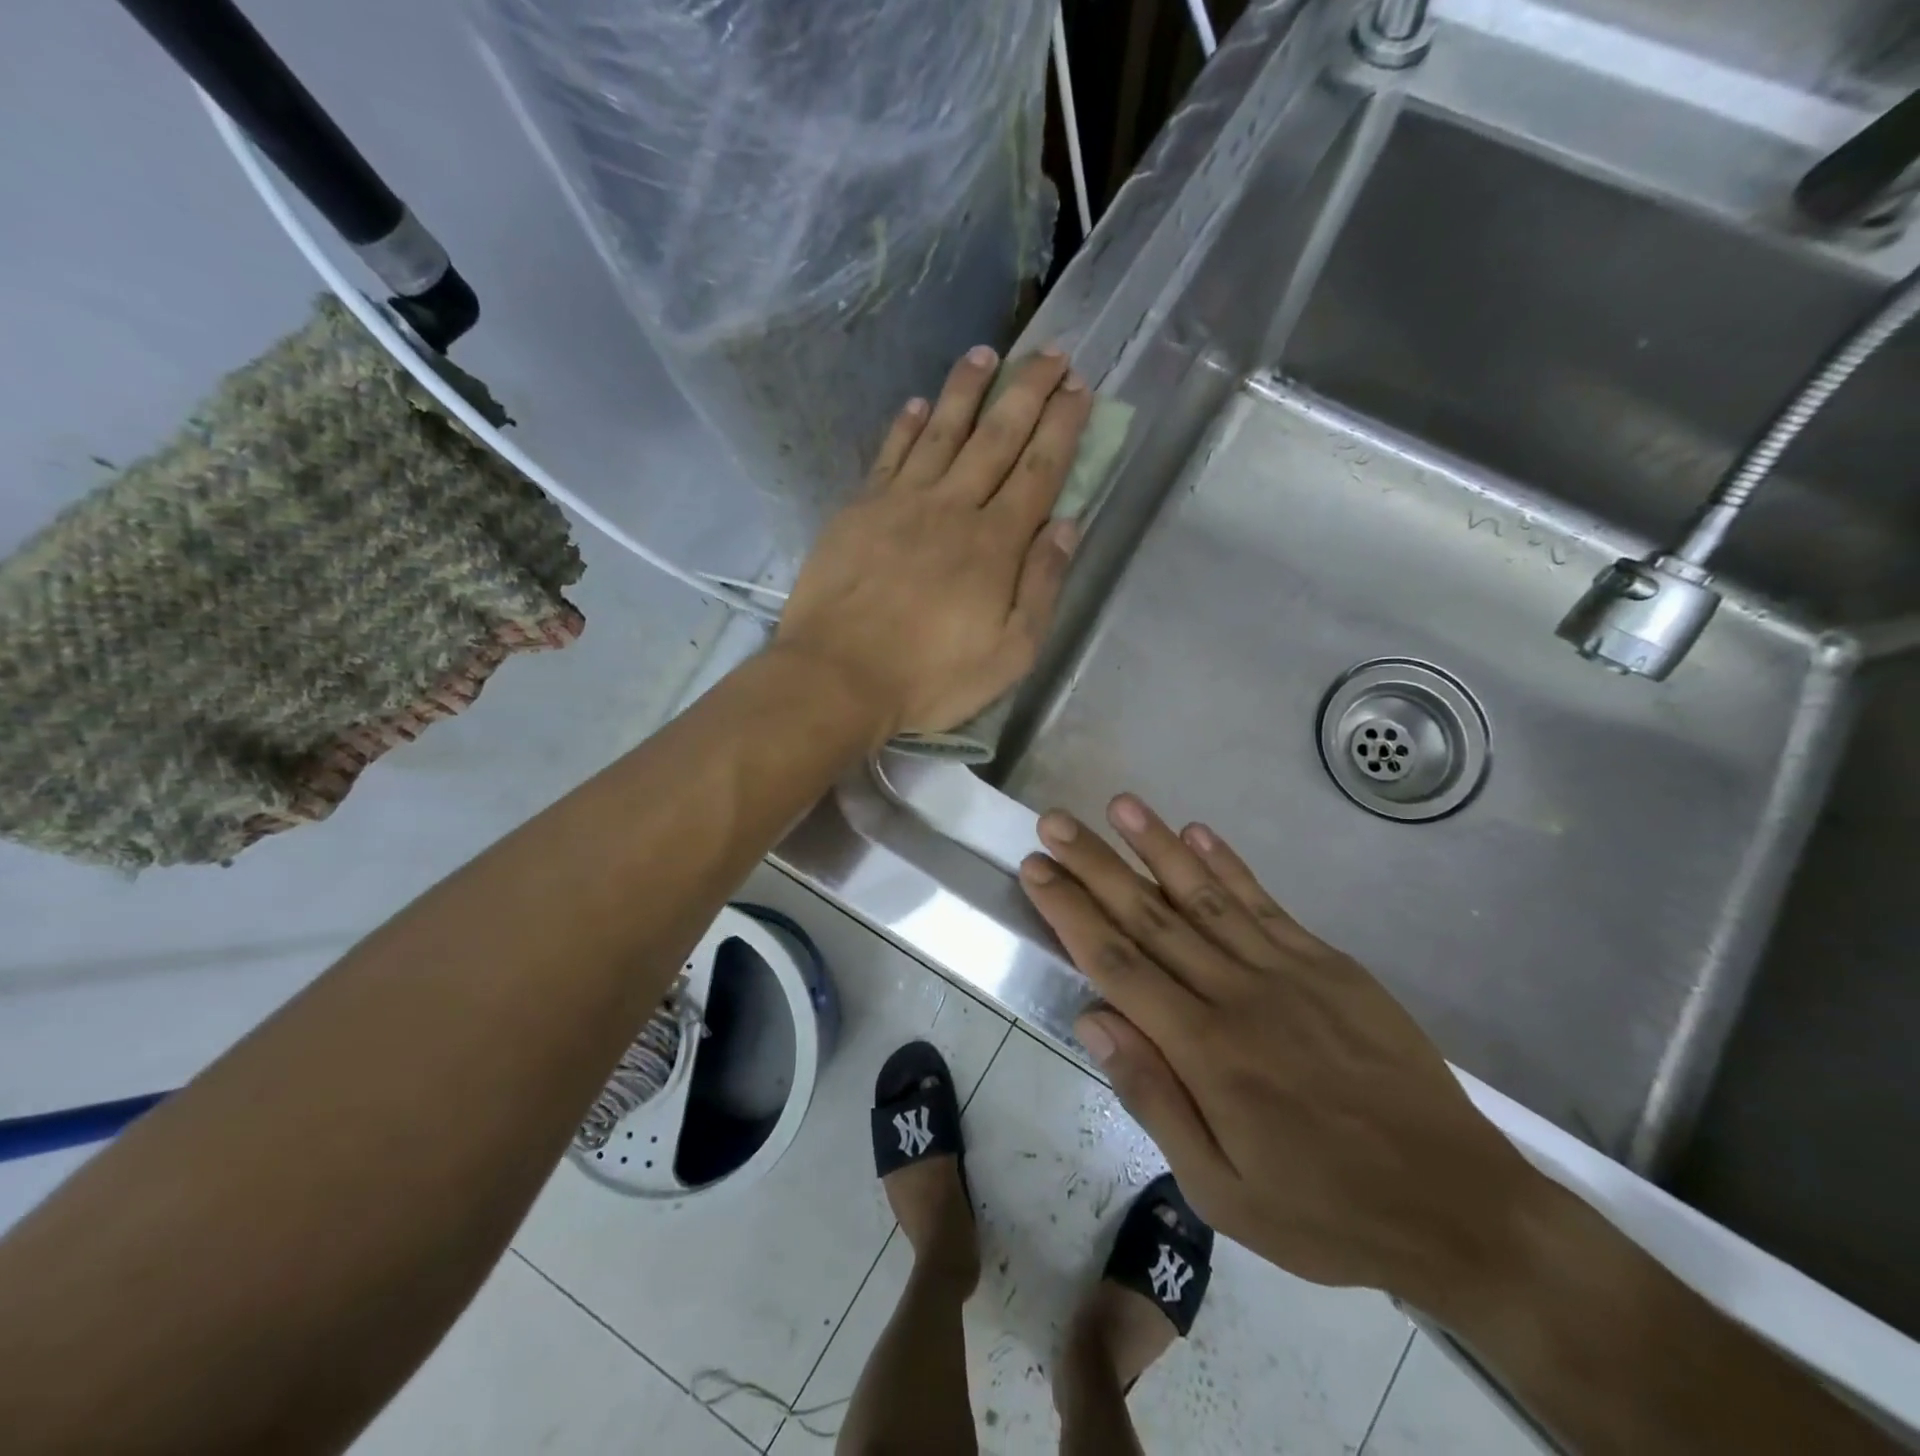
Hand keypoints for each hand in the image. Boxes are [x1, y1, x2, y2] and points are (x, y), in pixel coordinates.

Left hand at [774, 346, 1090, 739]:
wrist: (838, 677)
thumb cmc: (931, 677)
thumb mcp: (1010, 653)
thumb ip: (1041, 586)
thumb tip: (1066, 525)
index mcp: (995, 544)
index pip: (1038, 470)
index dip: (1062, 426)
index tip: (1079, 388)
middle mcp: (952, 507)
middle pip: (996, 437)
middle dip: (1028, 390)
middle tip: (1051, 352)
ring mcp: (901, 503)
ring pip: (941, 431)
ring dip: (967, 389)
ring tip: (986, 353)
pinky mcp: (859, 510)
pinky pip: (888, 455)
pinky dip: (905, 426)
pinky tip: (916, 403)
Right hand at [1018, 794, 1546, 1308]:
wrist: (1459, 1206)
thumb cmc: (1324, 1210)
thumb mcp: (1222, 1193)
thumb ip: (1153, 1098)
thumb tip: (1093, 1019)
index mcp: (1206, 1052)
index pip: (1118, 965)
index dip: (1070, 912)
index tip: (1036, 868)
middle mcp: (1239, 995)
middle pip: (1151, 916)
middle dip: (1096, 865)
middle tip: (1055, 821)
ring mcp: (1288, 971)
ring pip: (1204, 895)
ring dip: (1157, 846)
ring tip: (1119, 805)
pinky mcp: (1329, 963)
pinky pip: (1265, 903)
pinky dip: (1228, 865)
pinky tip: (1198, 831)